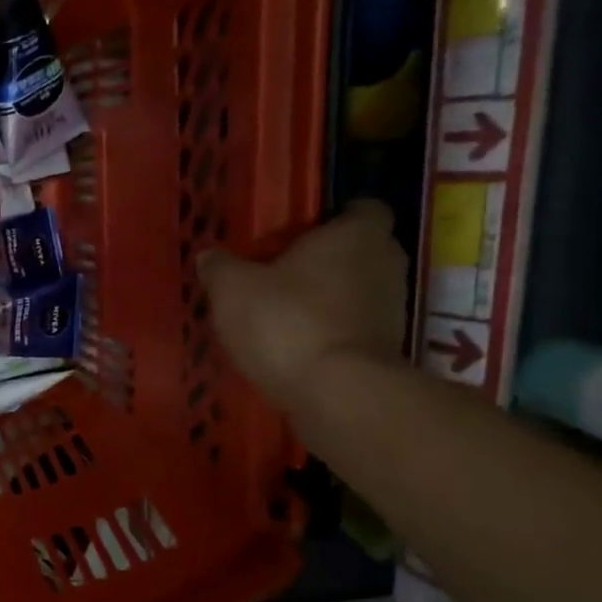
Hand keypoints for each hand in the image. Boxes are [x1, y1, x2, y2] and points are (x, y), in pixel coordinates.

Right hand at [197, 200, 408, 410]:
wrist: (335, 392)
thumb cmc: (285, 320)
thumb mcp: (232, 288)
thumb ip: (220, 267)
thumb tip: (210, 256)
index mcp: (356, 235)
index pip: (363, 208)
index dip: (336, 216)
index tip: (303, 230)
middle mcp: (385, 264)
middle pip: (361, 250)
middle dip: (329, 258)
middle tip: (284, 270)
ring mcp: (392, 309)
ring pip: (358, 290)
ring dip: (329, 298)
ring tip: (283, 312)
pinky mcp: (385, 349)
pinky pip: (354, 327)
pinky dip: (330, 331)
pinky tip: (294, 345)